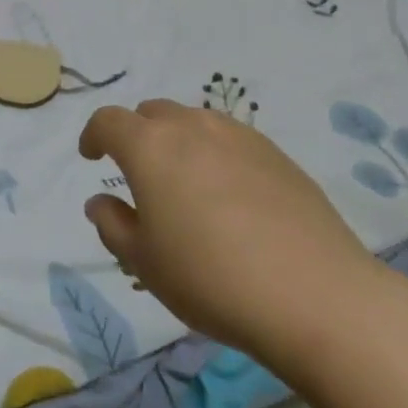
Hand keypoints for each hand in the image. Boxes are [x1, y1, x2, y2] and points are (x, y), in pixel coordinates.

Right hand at [80, 100, 391, 380]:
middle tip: (138, 174)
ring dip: (177, 141)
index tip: (92, 156)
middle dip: (137, 135)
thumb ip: (113, 225)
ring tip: (185, 183)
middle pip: (152, 113)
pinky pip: (230, 139)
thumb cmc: (211, 278)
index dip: (94, 135)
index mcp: (150, 147)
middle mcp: (191, 127)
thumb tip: (100, 201)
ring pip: (194, 122)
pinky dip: (215, 153)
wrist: (315, 294)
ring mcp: (238, 135)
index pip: (109, 121)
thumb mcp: (144, 263)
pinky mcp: (276, 153)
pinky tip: (229, 195)